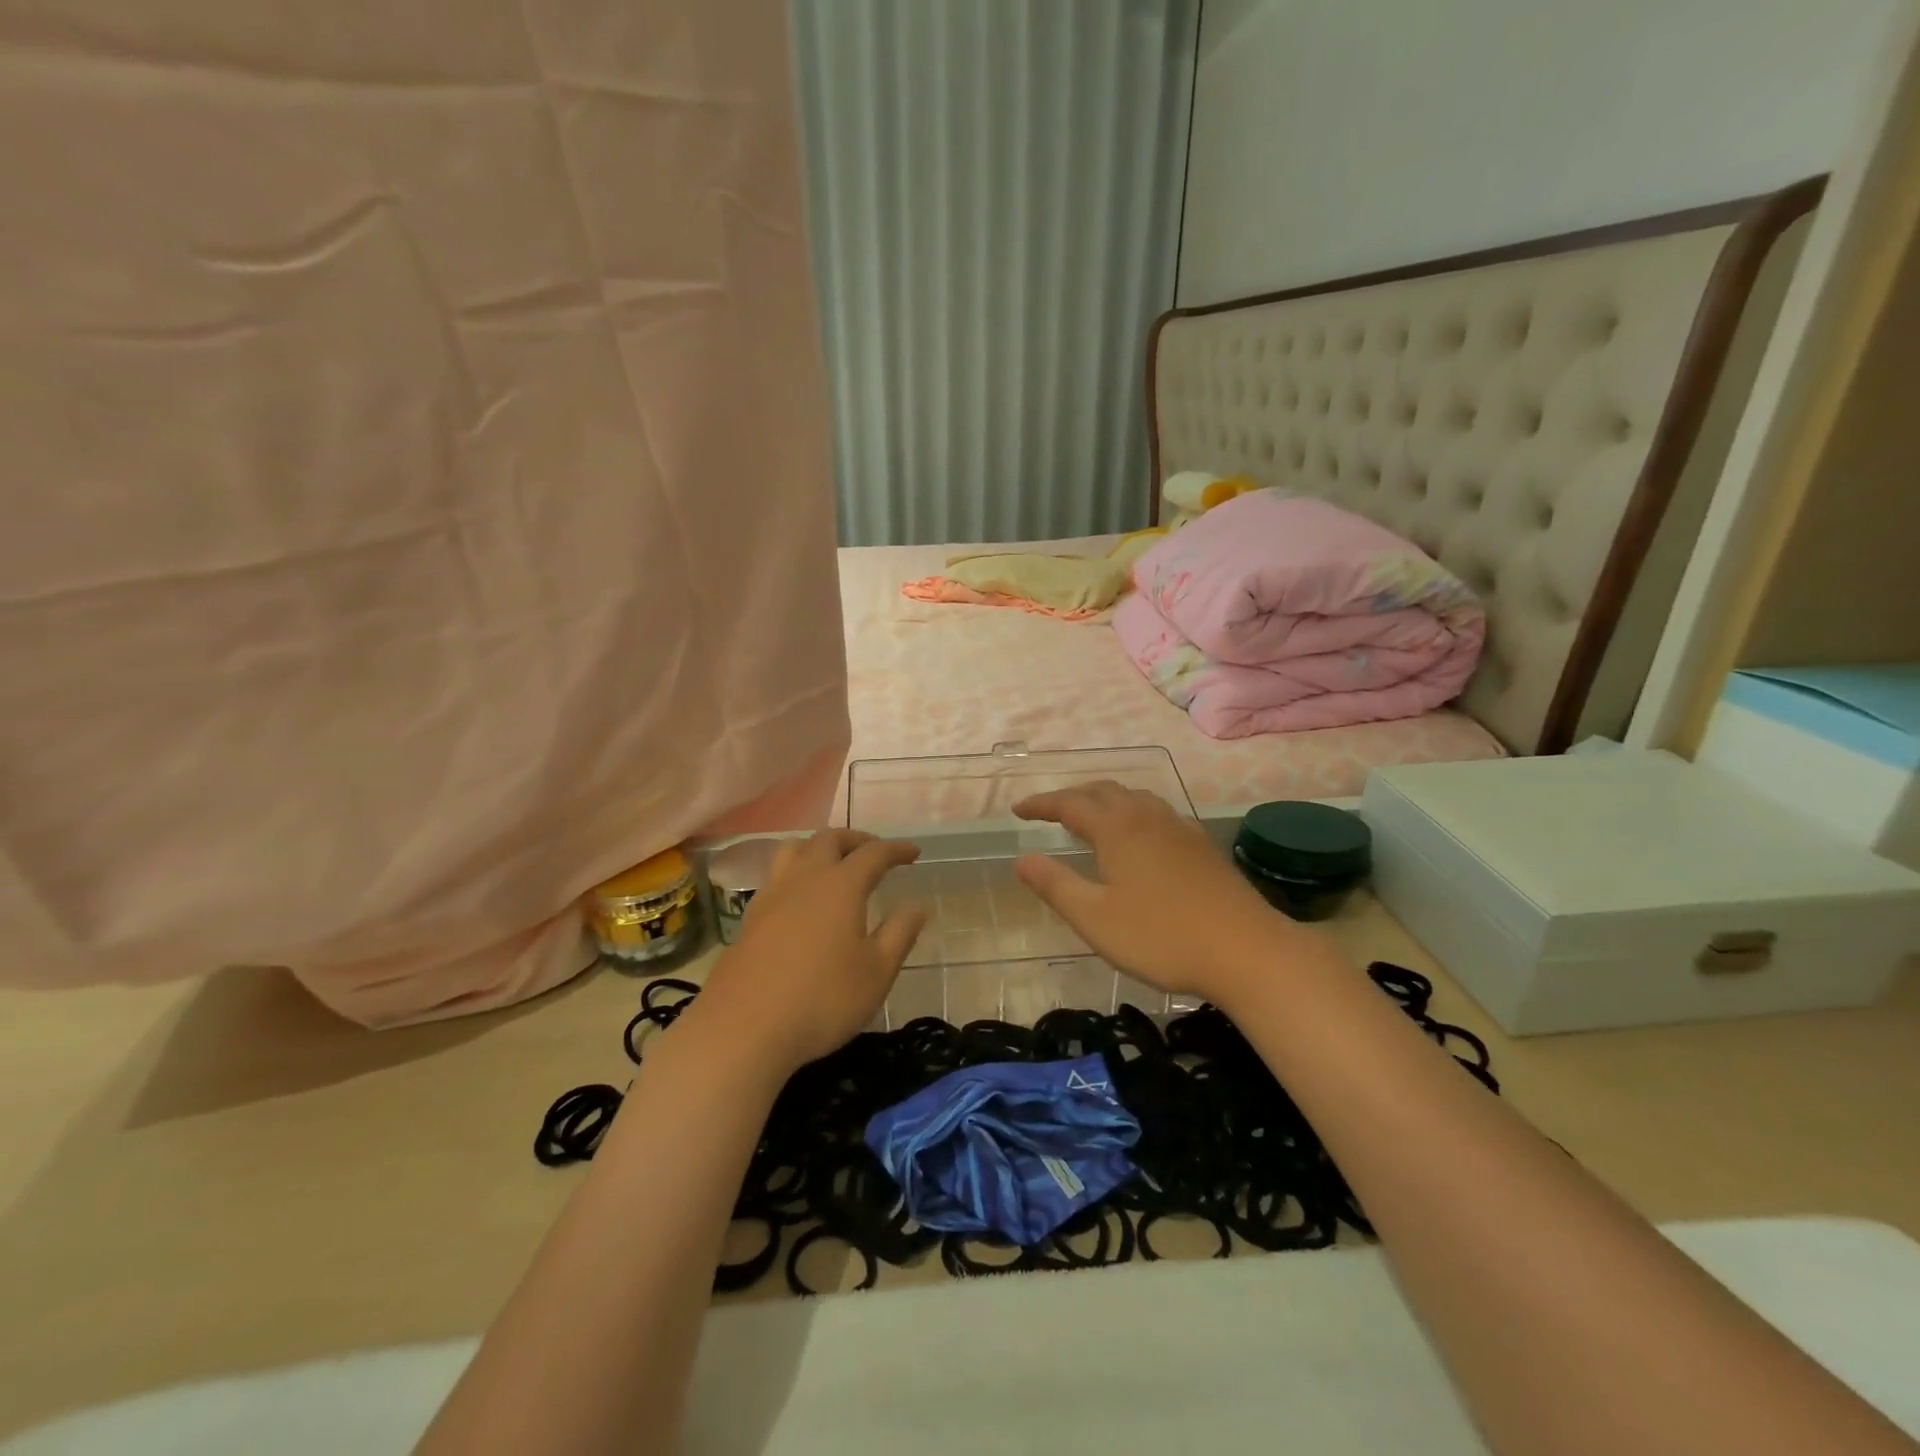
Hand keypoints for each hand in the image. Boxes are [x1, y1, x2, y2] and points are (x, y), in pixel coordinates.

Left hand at [691, 829, 925, 1077]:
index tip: (913, 853)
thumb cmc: (822, 999)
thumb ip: (899, 934)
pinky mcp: (749, 918)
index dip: (896, 849)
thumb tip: (917, 906)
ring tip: (834, 864)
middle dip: (856, 840)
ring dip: (819, 847)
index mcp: (841, 885)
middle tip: (874, 852)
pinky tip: (801, 899)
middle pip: (829, 839)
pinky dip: (796, 872)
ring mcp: (771, 895)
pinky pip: (776, 876)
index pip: (874, 853)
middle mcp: (804, 878)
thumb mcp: (876, 972)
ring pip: (794, 849)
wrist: (743, 1029)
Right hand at [1013, 782, 1324, 1008]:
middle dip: (1073, 796)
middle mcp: (1148, 818)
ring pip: (1135, 798)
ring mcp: (1180, 829)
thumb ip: (1055, 886)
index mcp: (1118, 829)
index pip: (1070, 804)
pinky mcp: (1203, 846)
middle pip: (1104, 791)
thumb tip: (1022, 859)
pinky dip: (1134, 813)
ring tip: (1092, 817)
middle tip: (1050, 810)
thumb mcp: (1095, 918)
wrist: (1247, 951)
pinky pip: (1158, 814)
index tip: (1018, 810)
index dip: (1041, 804)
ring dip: (1106, 800)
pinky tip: (1141, 838)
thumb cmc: (1161, 937)